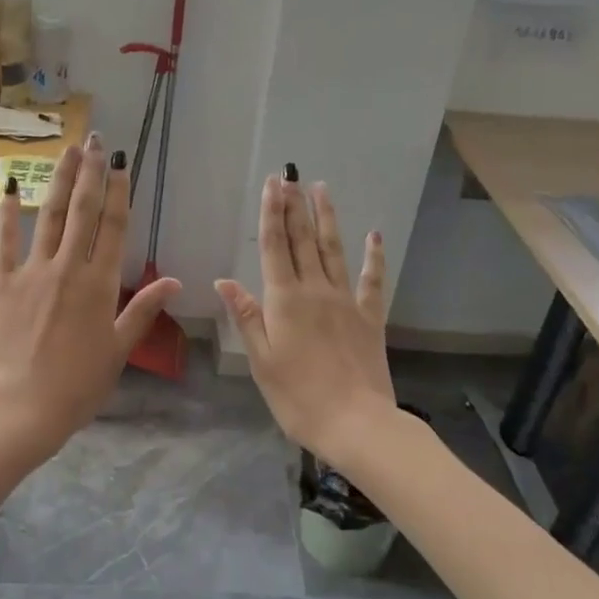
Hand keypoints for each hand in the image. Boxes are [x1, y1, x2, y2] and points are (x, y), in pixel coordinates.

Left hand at [0, 135, 182, 459]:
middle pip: (82, 211)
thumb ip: (143, 309)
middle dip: (90, 173)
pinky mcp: (1, 282)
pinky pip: (3, 241)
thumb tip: (174, 280)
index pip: (114, 227)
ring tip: (67, 151)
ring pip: (48, 216)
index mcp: (100, 284)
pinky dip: (6, 213)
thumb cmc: (77, 385)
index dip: (118, 191)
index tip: (120, 163)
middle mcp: (68, 267)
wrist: (20, 407)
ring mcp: (31, 271)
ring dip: (58, 180)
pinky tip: (9, 187)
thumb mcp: (118, 349)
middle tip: (95, 140)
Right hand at [216, 172, 394, 470]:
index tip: (273, 183)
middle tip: (292, 175)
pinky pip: (371, 280)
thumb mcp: (261, 360)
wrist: (356, 423)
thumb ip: (246, 316)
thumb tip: (224, 280)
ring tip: (321, 189)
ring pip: (334, 250)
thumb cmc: (298, 397)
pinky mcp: (369, 317)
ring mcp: (346, 301)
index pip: (274, 246)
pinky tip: (374, 235)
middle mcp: (315, 290)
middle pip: (303, 240)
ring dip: (326, 218)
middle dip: (295, 206)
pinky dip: (373, 257)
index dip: (272, 213)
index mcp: (284, 300)